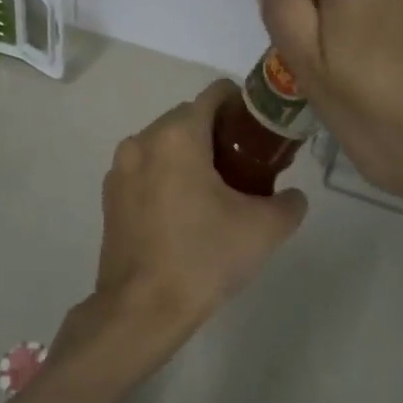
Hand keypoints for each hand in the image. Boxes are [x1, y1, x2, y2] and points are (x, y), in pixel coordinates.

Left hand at [54, 81, 307, 381]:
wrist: (141, 309)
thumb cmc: (203, 258)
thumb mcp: (264, 230)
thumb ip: (289, 203)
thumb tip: (292, 196)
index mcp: (178, 136)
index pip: (215, 93)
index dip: (243, 105)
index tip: (261, 134)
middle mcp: (143, 140)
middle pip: (189, 117)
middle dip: (218, 133)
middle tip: (246, 167)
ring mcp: (120, 168)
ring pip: (164, 143)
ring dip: (191, 155)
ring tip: (217, 192)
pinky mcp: (110, 195)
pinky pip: (146, 168)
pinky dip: (167, 175)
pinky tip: (184, 211)